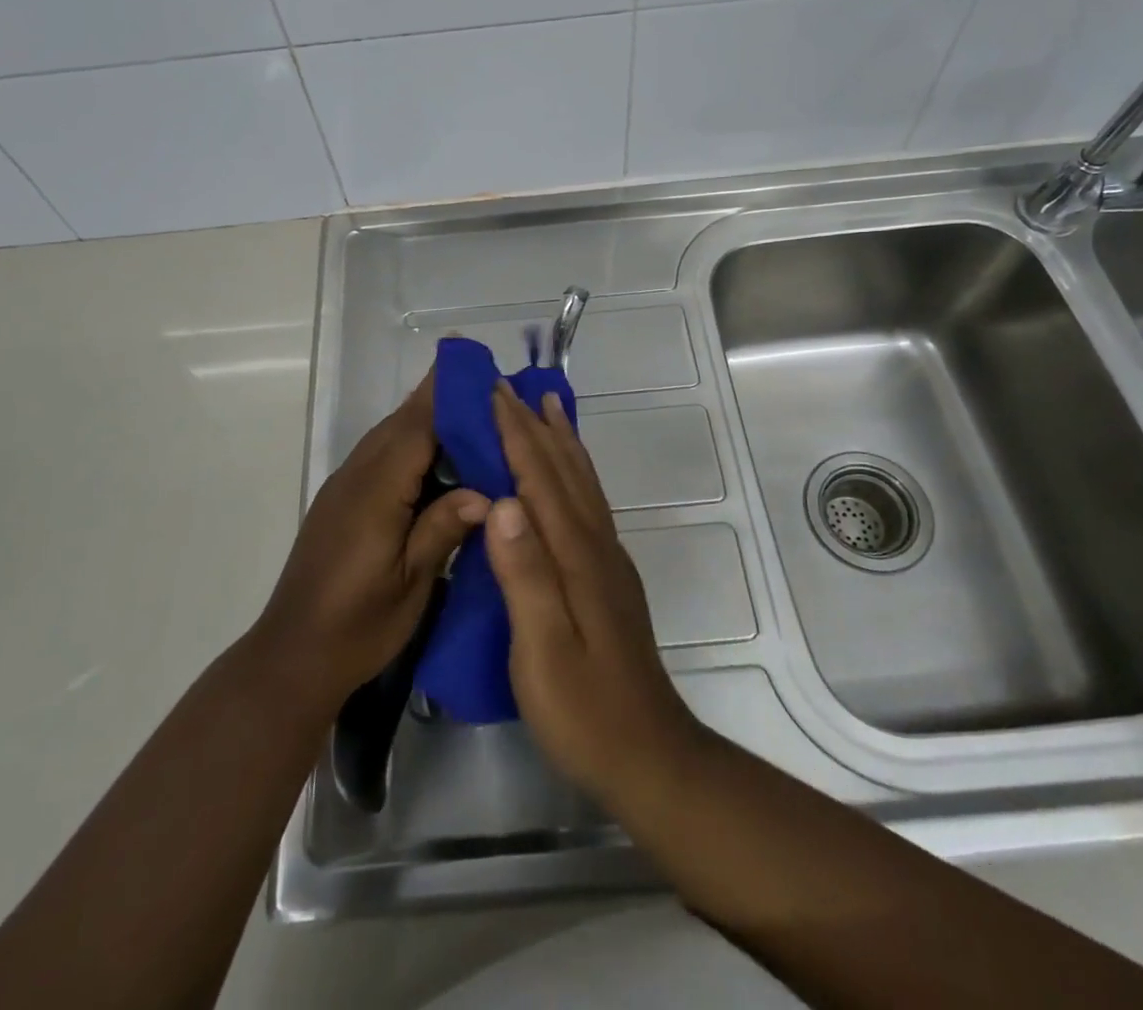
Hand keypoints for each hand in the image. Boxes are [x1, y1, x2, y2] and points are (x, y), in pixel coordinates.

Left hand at [254, 370, 487, 710]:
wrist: (293, 656)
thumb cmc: (357, 626)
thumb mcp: (410, 584)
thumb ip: (443, 529)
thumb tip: (488, 492)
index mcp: (376, 491)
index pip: (418, 427)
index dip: (447, 395)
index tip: (478, 366)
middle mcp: (357, 476)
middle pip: (402, 422)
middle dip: (441, 397)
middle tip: (486, 386)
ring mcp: (345, 486)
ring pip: (389, 436)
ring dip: (427, 419)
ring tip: (472, 414)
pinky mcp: (341, 500)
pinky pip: (381, 456)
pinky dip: (412, 444)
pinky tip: (439, 460)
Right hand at [483, 385, 705, 806]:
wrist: (650, 756)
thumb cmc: (585, 710)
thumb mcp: (543, 651)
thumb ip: (525, 576)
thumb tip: (503, 503)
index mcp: (576, 557)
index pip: (540, 481)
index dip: (516, 435)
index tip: (493, 394)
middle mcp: (597, 545)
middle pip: (563, 471)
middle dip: (534, 426)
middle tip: (510, 387)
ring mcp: (608, 560)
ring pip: (582, 483)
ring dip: (561, 440)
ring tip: (547, 407)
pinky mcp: (610, 576)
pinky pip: (589, 503)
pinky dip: (576, 472)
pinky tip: (568, 474)